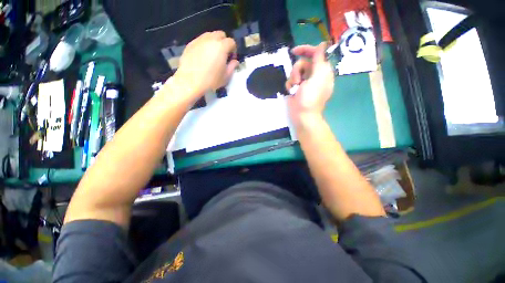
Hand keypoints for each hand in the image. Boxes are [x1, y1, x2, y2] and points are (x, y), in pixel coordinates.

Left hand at [172, 31, 238, 97]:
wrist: (190, 82)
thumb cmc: (211, 81)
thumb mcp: (226, 77)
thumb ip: (232, 67)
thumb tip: (235, 61)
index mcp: (221, 47)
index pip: (231, 42)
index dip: (233, 49)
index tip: (231, 58)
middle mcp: (210, 39)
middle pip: (220, 34)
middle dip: (224, 42)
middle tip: (223, 54)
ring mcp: (199, 40)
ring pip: (209, 35)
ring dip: (214, 42)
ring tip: (212, 54)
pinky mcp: (190, 44)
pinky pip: (200, 40)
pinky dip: (204, 45)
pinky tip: (203, 56)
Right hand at [285, 43, 334, 127]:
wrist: (302, 115)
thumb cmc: (311, 97)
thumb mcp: (317, 77)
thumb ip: (319, 59)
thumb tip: (323, 44)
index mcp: (322, 71)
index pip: (316, 54)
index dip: (306, 50)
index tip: (294, 51)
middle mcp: (313, 75)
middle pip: (302, 63)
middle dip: (297, 70)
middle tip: (299, 81)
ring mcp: (304, 82)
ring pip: (294, 72)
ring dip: (293, 79)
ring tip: (295, 88)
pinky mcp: (296, 88)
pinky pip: (290, 80)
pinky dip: (289, 85)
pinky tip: (291, 92)